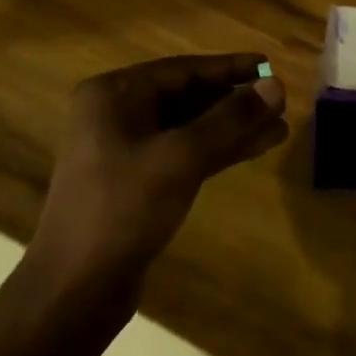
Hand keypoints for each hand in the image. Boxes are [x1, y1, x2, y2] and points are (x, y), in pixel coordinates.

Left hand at [24, 54, 287, 300]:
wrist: (74, 289)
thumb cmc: (123, 209)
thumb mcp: (182, 157)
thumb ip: (231, 119)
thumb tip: (277, 85)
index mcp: (115, 95)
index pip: (184, 70)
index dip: (231, 68)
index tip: (270, 66)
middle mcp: (117, 114)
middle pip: (188, 97)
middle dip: (235, 101)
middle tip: (281, 102)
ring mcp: (126, 150)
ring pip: (190, 128)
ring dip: (233, 128)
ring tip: (280, 128)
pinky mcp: (138, 182)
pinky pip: (185, 153)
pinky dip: (219, 151)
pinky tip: (256, 149)